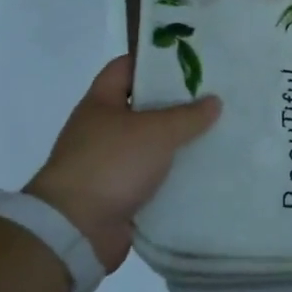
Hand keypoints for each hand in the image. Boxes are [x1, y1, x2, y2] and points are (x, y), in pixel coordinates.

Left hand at [25, 56, 221, 270]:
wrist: (75, 229)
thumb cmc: (111, 164)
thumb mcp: (156, 132)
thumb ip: (188, 115)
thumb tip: (213, 101)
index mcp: (101, 103)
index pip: (126, 67)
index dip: (154, 61)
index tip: (188, 61)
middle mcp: (102, 129)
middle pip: (142, 107)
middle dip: (176, 104)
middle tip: (213, 98)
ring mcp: (108, 163)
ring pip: (150, 144)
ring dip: (177, 142)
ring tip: (216, 133)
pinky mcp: (118, 194)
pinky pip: (152, 177)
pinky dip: (173, 175)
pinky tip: (202, 171)